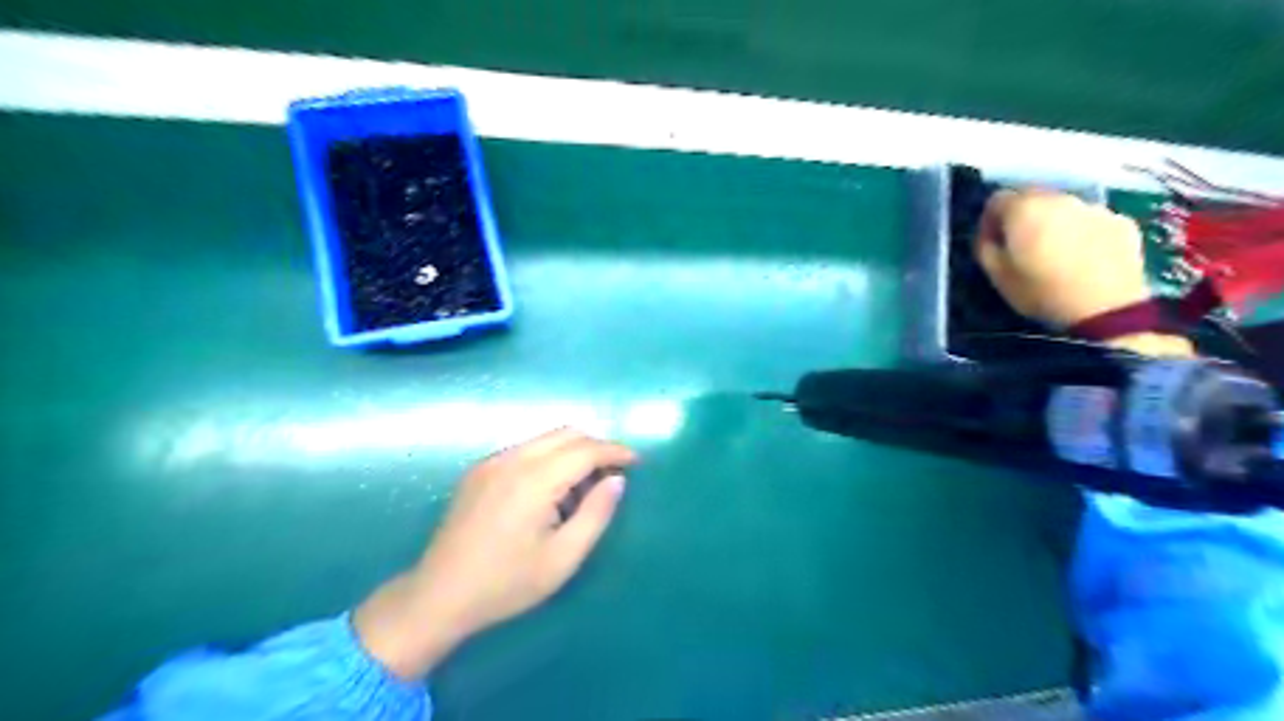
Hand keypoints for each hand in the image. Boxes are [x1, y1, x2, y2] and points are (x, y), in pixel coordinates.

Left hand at [349, 428, 635, 681]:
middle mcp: (512, 459)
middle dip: (596, 446)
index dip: (615, 451)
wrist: (438, 596)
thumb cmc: (506, 584)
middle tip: (614, 473)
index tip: (636, 462)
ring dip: (572, 451)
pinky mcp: (479, 470)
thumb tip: (617, 480)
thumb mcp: (563, 558)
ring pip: (545, 438)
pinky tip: (551, 490)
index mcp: (534, 480)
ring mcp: (491, 462)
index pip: (585, 450)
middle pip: (566, 433)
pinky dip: (549, 457)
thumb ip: (596, 514)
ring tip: (584, 486)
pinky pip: (525, 449)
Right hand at [974, 188, 1154, 330]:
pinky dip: (1083, 231)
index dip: (989, 219)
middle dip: (1022, 216)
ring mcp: (1094, 207)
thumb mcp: (997, 275)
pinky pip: (1092, 220)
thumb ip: (985, 247)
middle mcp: (1059, 198)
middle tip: (1022, 244)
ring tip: (1056, 251)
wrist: (1105, 308)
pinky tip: (1084, 256)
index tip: (992, 240)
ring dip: (1054, 221)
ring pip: (1064, 206)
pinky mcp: (1121, 221)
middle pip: (1032, 196)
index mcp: (1024, 209)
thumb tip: (988, 235)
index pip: (996, 199)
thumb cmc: (1041, 292)